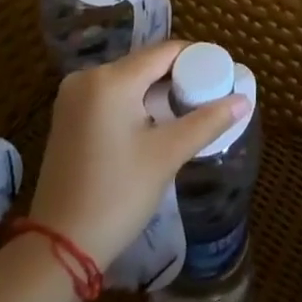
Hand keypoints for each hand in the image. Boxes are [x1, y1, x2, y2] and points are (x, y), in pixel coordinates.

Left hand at [28, 40, 248, 267]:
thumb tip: (243, 100)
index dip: (196, 58)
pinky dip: (134, 101)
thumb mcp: (166, 156)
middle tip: (208, 93)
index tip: (220, 73)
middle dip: (177, 75)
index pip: (164, 52)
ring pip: (127, 79)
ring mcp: (73, 96)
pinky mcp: (67, 115)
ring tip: (187, 107)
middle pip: (145, 63)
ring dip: (155, 89)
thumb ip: (206, 122)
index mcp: (111, 79)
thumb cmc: (117, 196)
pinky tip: (154, 120)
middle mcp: (88, 76)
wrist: (58, 249)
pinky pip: (110, 94)